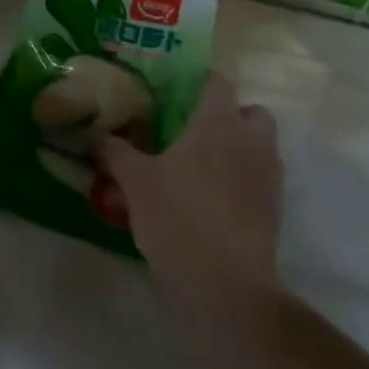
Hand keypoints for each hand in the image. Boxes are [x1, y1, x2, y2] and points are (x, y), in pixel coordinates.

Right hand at [99, 72, 280, 326]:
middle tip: (194, 131)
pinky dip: (242, 181)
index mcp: (218, 122)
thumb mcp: (135, 182)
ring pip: (259, 146)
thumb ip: (114, 151)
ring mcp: (268, 176)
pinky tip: (211, 201)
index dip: (198, 82)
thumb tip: (94, 134)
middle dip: (229, 115)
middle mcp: (250, 141)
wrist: (226, 287)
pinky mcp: (274, 210)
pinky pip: (260, 179)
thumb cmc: (178, 219)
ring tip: (200, 168)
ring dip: (238, 148)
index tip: (174, 92)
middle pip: (251, 111)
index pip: (217, 81)